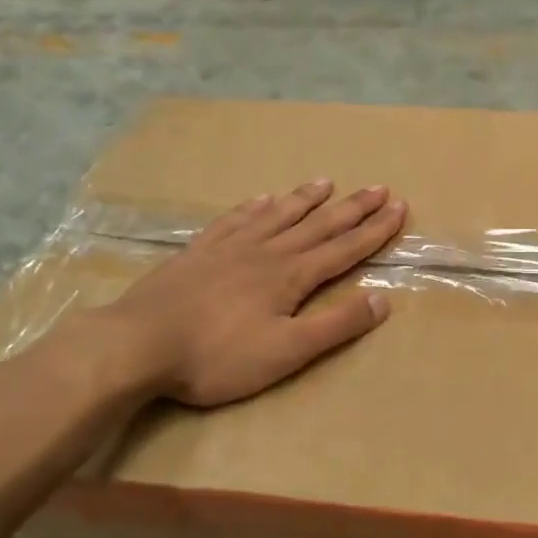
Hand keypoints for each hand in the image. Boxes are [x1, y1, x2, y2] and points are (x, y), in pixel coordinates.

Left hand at [91, 181, 406, 406]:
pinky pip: (235, 219)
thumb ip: (336, 325)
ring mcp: (230, 247)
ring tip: (326, 181)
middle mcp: (267, 251)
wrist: (137, 344)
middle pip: (318, 224)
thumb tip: (383, 300)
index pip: (345, 248)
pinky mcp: (199, 252)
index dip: (375, 230)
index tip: (399, 207)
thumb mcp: (287, 351)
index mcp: (292, 276)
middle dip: (352, 207)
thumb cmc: (217, 356)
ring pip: (278, 215)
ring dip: (305, 199)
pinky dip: (254, 207)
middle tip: (378, 188)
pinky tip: (261, 198)